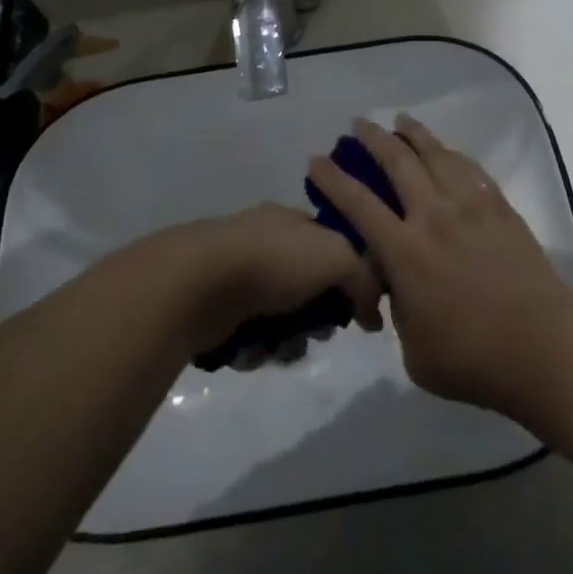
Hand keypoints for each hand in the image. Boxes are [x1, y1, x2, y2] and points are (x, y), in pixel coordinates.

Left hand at [155, 204, 383, 357]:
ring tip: (282, 349)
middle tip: (318, 334)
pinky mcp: (217, 309)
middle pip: (306, 286)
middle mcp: (265, 243)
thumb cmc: (273, 260)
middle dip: (316, 316)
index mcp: (290, 221)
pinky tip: (254, 353)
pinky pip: (250, 337)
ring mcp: (238, 275)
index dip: (346, 275)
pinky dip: (257, 349)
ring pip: (279, 317)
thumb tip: (372, 314)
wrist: (200, 282)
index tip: (354, 307)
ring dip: (287, 340)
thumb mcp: (336, 256)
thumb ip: (363, 279)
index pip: (329, 244)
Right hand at [307, 116, 572, 416]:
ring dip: (414, 134)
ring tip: (401, 121)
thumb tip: (399, 289)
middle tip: (359, 124)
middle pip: (398, 163)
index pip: (359, 204)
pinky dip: (453, 154)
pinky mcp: (500, 208)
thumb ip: (399, 313)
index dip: (333, 179)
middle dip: (374, 138)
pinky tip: (448, 151)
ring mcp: (470, 207)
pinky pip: (471, 169)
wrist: (545, 347)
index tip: (316, 159)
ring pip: (436, 155)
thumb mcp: (415, 353)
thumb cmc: (474, 359)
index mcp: (405, 251)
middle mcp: (433, 216)